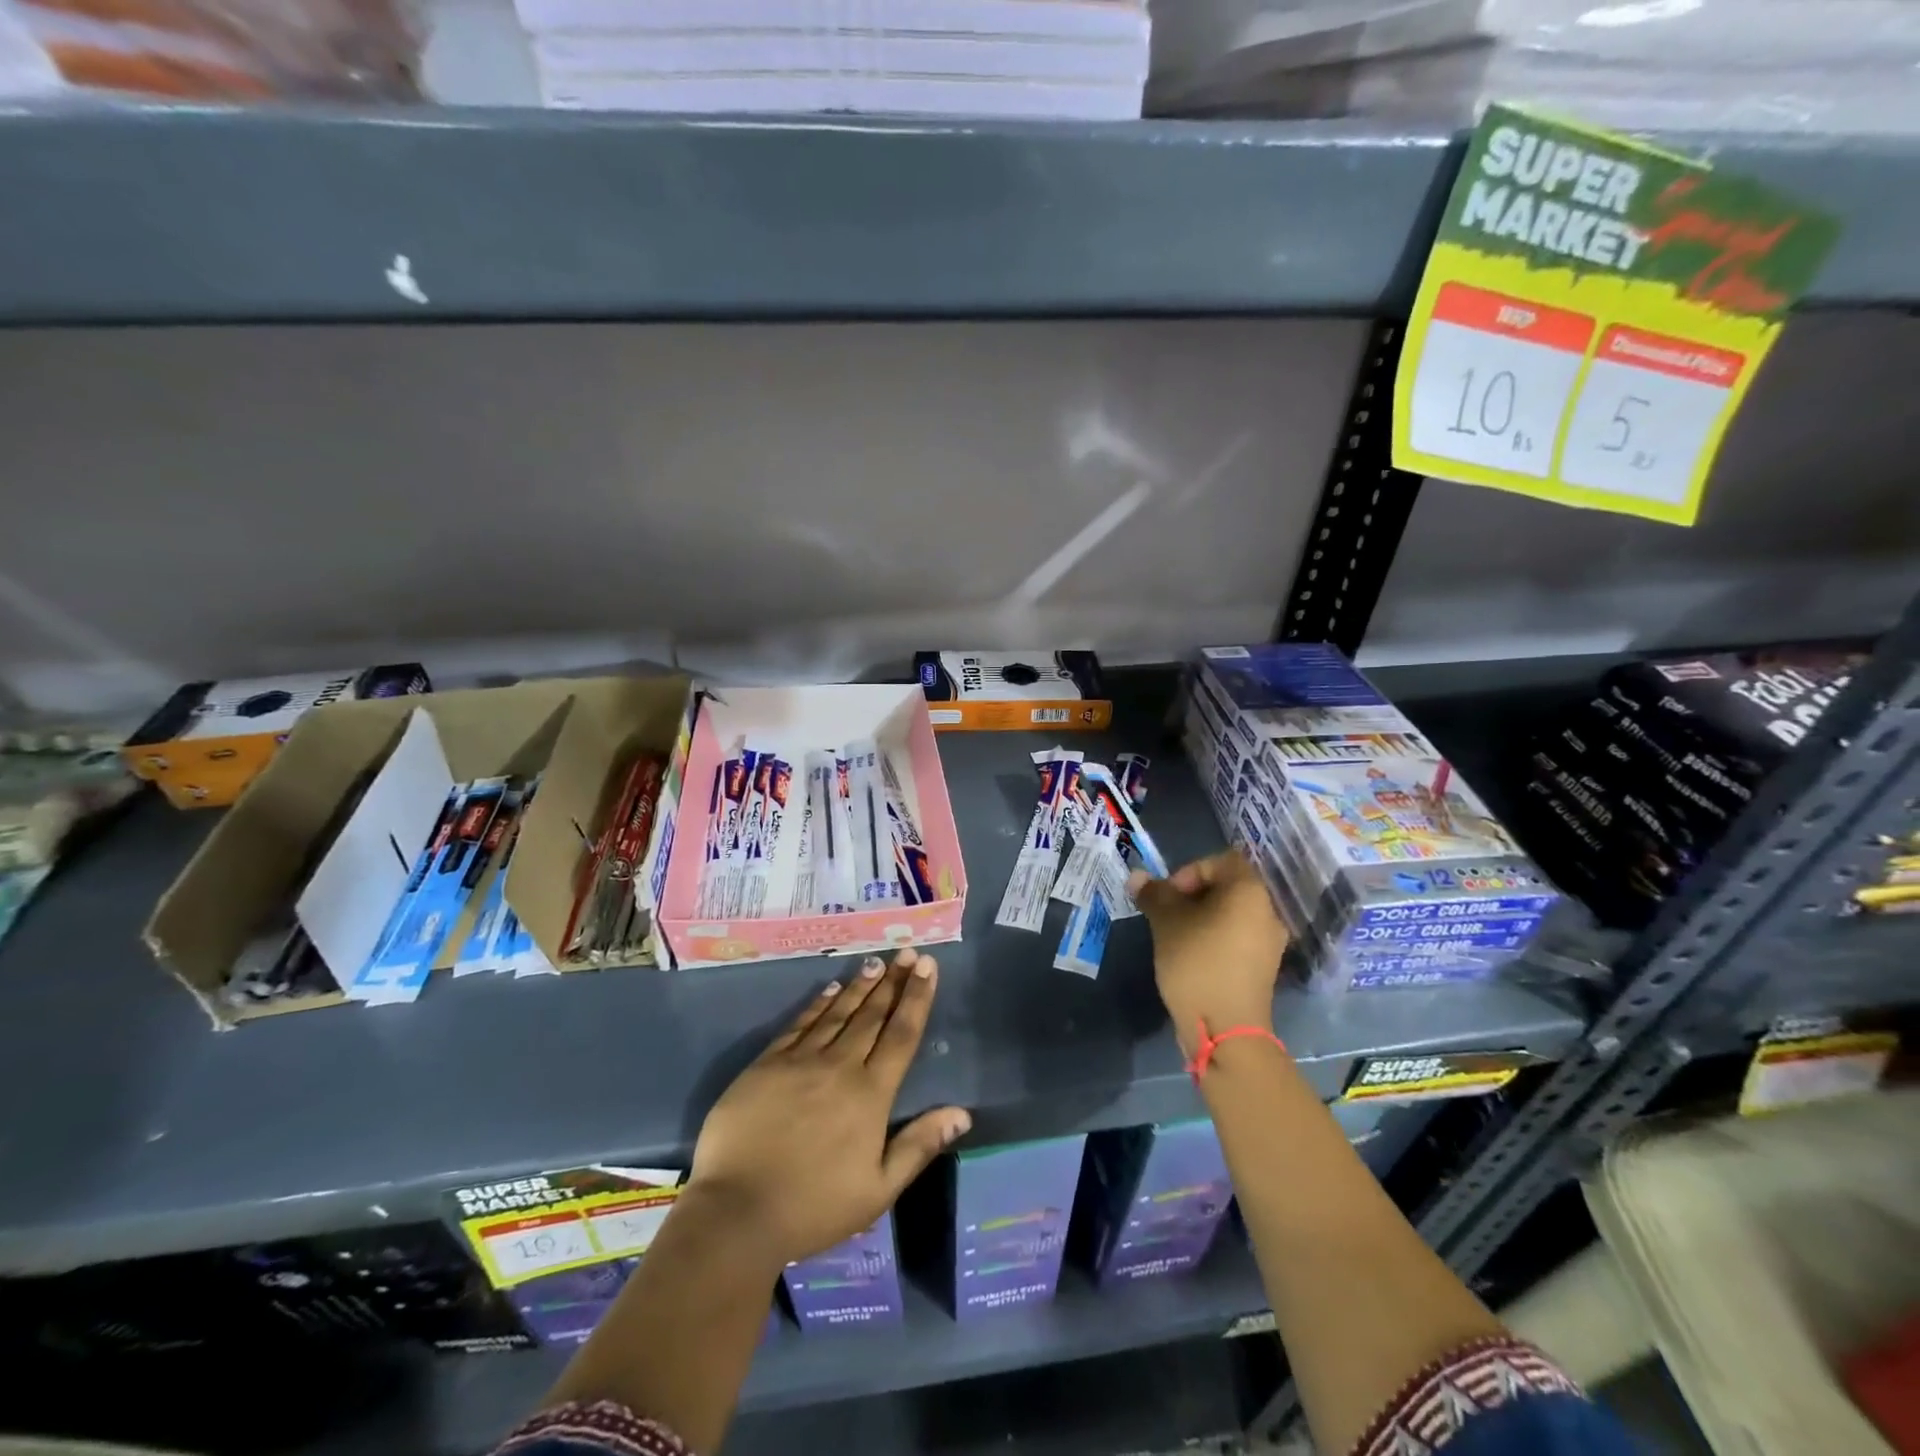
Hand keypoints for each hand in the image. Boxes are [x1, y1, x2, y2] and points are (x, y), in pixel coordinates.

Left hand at [686, 947, 971, 1270]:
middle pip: (872, 1015)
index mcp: (870, 1094)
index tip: (926, 965)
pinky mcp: (766, 1064)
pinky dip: (818, 1005)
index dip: (916, 997)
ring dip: (859, 986)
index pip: (902, 1034)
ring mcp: (800, 1061)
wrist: (737, 1213)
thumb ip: (919, 1146)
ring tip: (874, 963)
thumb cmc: (814, 1207)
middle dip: (892, 981)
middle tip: (905, 951)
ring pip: (838, 1013)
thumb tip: (961, 1113)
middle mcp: (840, 1066)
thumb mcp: (878, 1190)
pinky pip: (799, 1025)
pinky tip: (829, 990)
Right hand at [1128, 850, 1287, 1055]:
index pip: (1220, 861)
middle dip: (1193, 896)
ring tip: (1176, 938)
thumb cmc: (1197, 964)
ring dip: (1202, 918)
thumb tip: (1138, 876)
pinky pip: (1237, 939)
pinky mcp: (1263, 968)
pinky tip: (1193, 958)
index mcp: (1249, 892)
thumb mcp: (1166, 923)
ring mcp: (1269, 943)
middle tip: (1167, 916)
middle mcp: (1267, 912)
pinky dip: (1215, 939)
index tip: (1169, 897)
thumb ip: (1154, 895)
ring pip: (1231, 915)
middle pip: (1227, 887)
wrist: (1226, 1030)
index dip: (1189, 871)